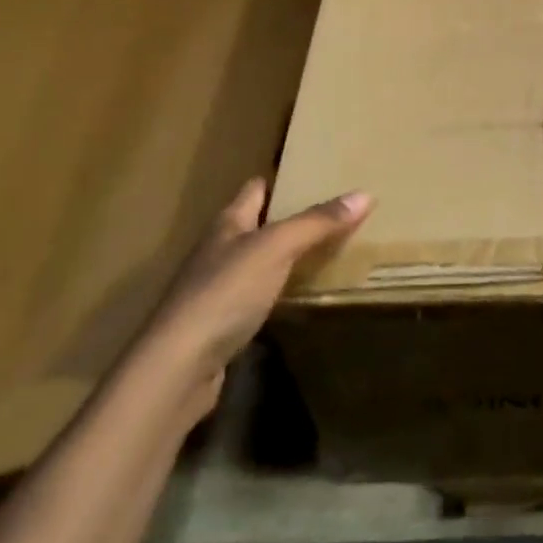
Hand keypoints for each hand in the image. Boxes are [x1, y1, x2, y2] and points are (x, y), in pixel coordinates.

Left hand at [137, 179, 371, 415]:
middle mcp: (218, 251)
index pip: (254, 189)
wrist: (177, 369)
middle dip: (287, 218)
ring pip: (256, 262)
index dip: (279, 179)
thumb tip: (365, 193)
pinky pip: (255, 298)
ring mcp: (216, 290)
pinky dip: (277, 292)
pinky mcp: (219, 326)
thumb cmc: (224, 293)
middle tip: (331, 211)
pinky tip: (298, 297)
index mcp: (227, 224)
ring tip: (324, 250)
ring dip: (283, 256)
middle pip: (255, 225)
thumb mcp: (277, 248)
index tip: (312, 172)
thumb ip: (317, 222)